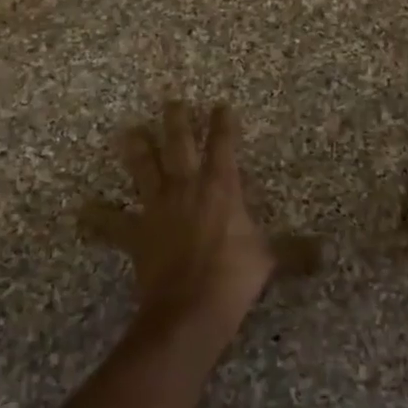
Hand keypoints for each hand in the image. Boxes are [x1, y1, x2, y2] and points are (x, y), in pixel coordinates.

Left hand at [82, 99, 279, 325]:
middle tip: (171, 101)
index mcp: (221, 187)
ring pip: (144, 169)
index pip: (224, 145)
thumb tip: (325, 254)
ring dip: (136, 149)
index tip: (221, 105)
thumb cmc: (234, 276)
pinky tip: (81, 212)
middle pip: (179, 145)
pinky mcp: (136, 233)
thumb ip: (295, 252)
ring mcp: (158, 207)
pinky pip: (112, 224)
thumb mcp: (270, 261)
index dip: (223, 123)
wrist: (191, 307)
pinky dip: (97, 218)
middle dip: (176, 121)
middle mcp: (187, 187)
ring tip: (128, 132)